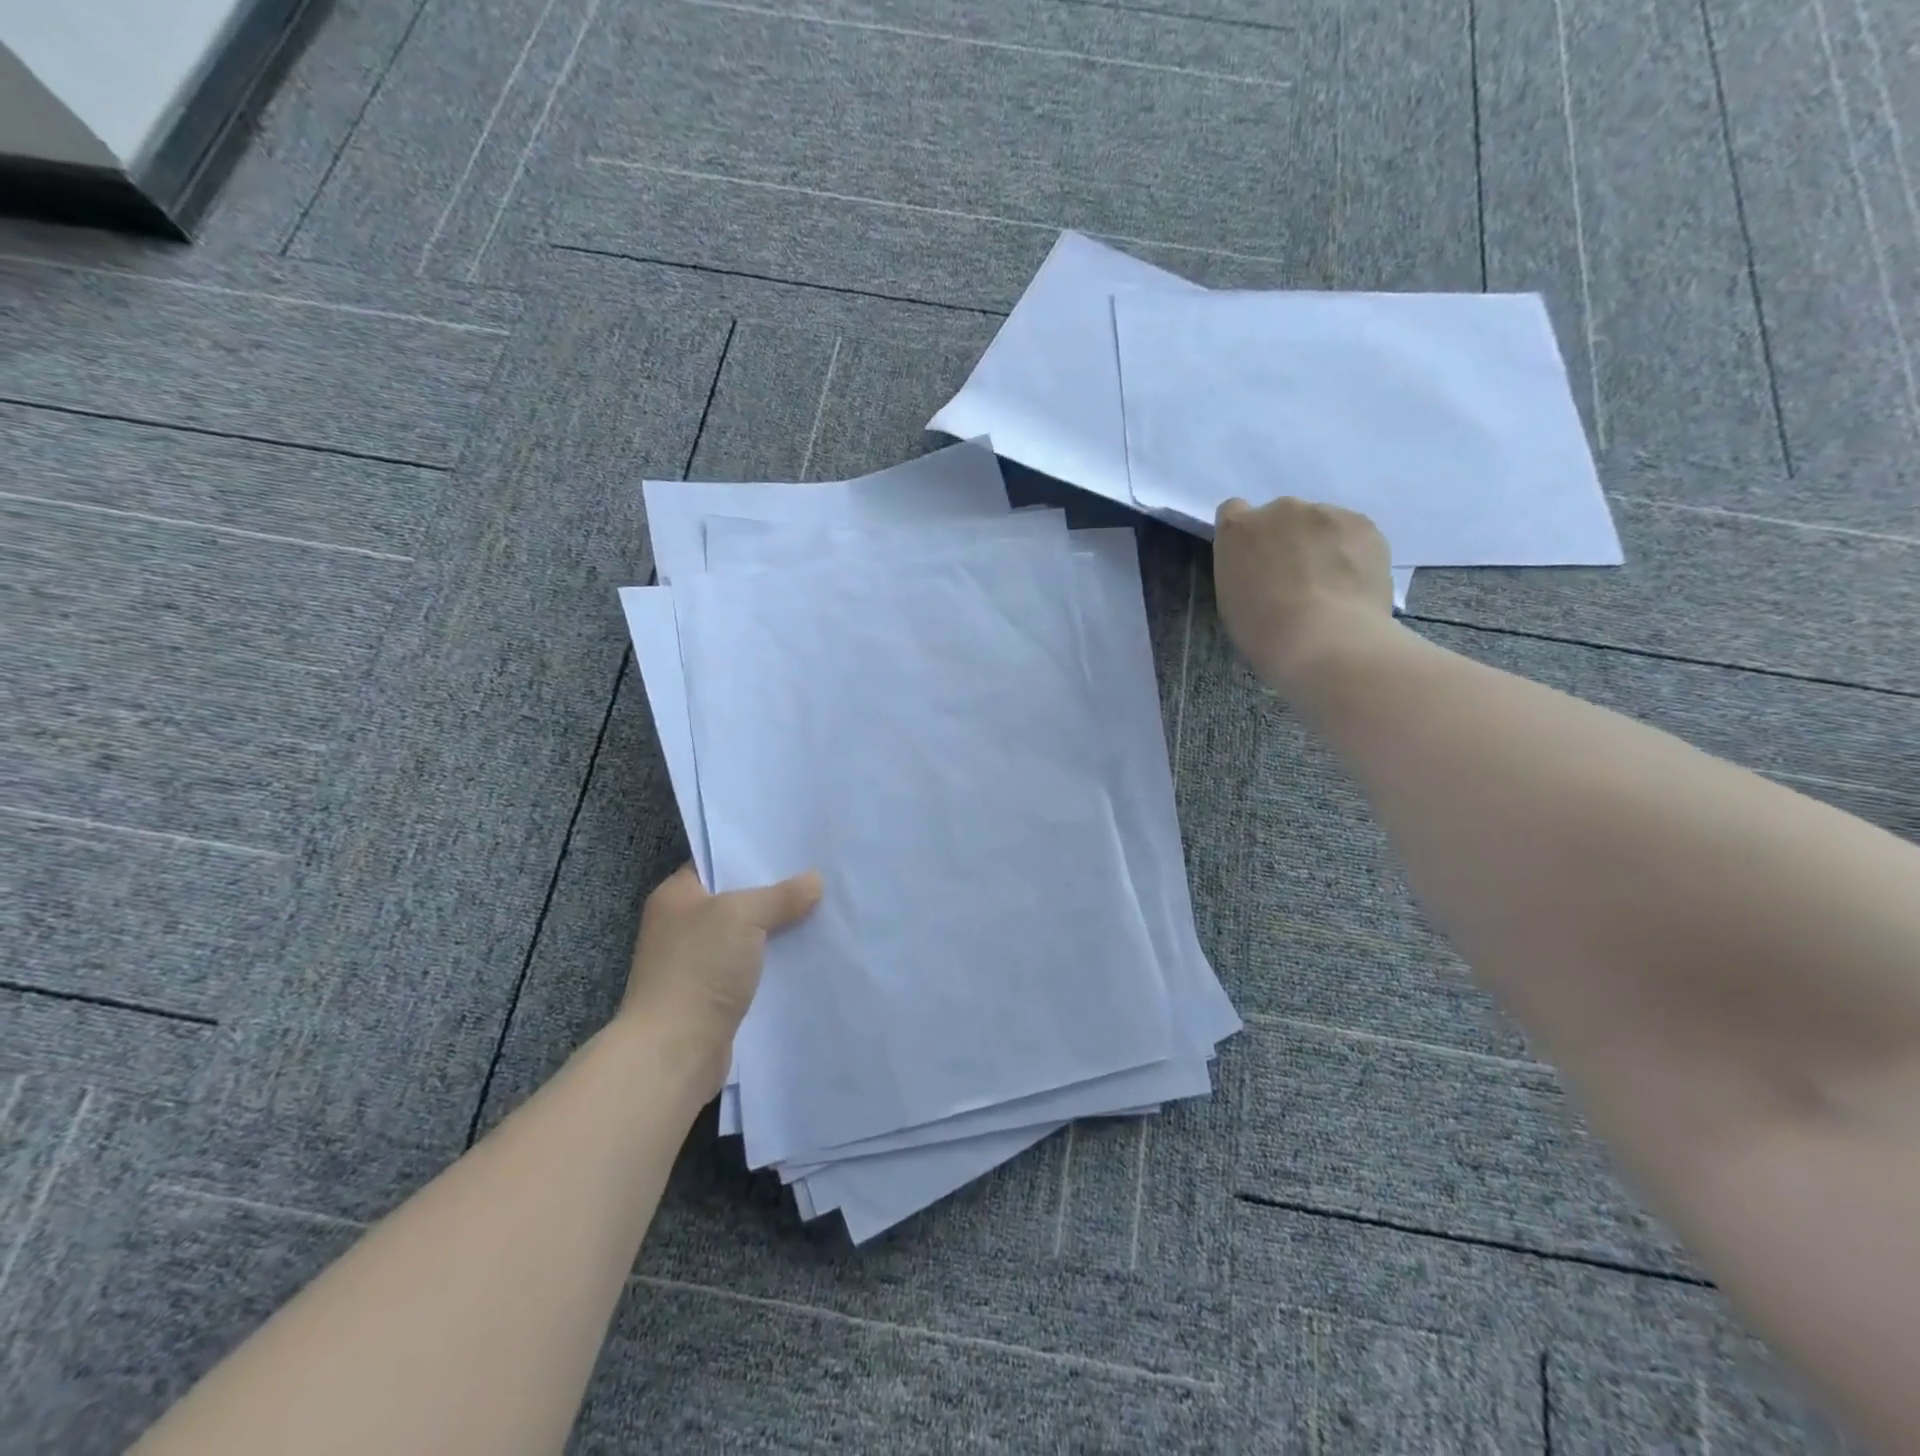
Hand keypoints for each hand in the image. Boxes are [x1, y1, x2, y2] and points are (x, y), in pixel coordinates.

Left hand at [620, 864, 822, 1067]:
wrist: (675, 1051)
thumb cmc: (698, 968)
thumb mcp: (743, 915)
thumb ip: (781, 895)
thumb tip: (815, 880)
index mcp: (676, 896)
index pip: (717, 863)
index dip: (753, 855)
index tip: (794, 849)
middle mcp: (683, 925)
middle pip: (737, 899)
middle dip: (775, 892)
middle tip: (819, 877)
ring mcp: (697, 962)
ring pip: (748, 935)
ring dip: (779, 930)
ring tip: (823, 911)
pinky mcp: (714, 995)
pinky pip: (752, 967)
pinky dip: (776, 962)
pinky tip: (808, 953)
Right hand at [1212, 496, 1396, 696]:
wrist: (1323, 640)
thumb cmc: (1263, 631)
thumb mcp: (1232, 600)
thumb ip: (1244, 571)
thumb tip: (1265, 570)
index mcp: (1237, 530)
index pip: (1234, 511)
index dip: (1246, 534)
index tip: (1255, 558)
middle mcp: (1279, 509)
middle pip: (1282, 516)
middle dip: (1288, 539)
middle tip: (1297, 578)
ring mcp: (1324, 513)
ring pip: (1321, 523)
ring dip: (1322, 544)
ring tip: (1331, 585)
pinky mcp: (1362, 524)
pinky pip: (1353, 533)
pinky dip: (1352, 552)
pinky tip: (1352, 584)